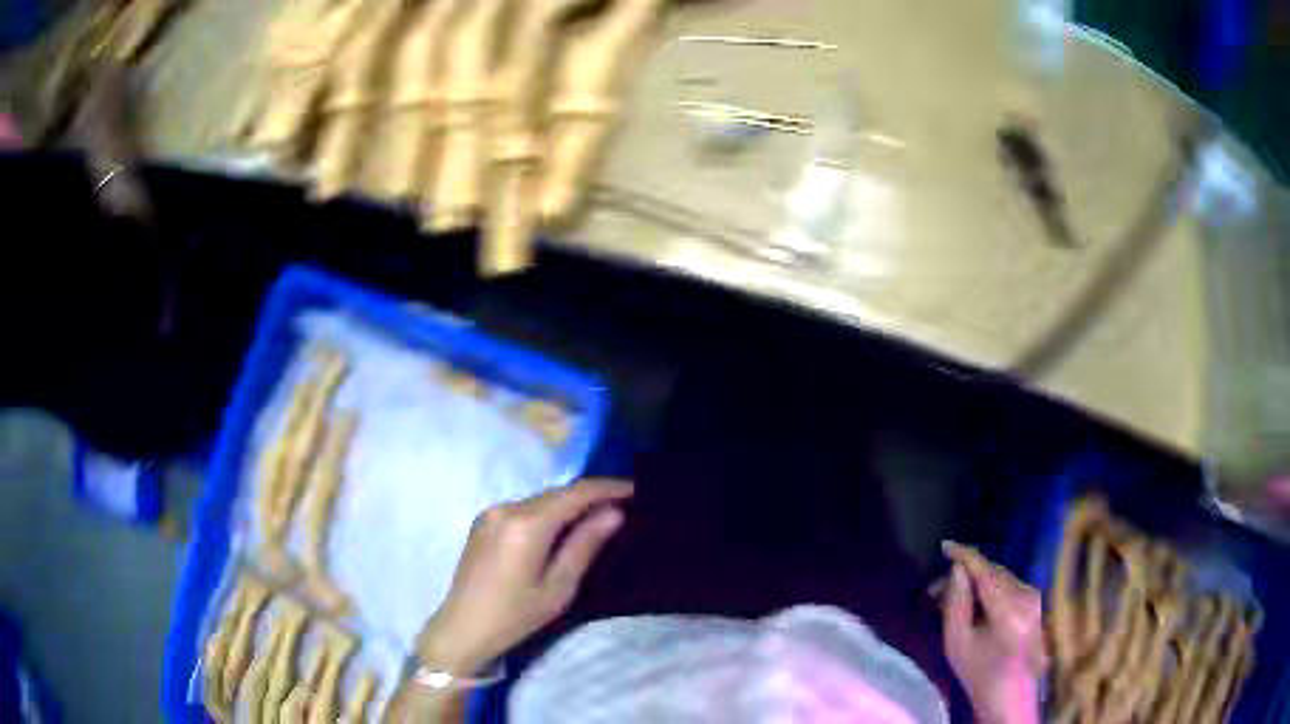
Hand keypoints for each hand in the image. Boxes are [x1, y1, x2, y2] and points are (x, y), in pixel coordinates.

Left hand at [417, 479, 633, 673]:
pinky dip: (548, 512)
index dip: (608, 488)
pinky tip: (561, 527)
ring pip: (541, 499)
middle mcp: (507, 508)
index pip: (576, 493)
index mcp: (526, 524)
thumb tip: (614, 513)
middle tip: (624, 504)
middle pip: (558, 493)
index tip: (636, 489)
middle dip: (591, 495)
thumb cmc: (515, 615)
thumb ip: (584, 545)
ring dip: (569, 503)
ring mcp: (491, 512)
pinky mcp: (483, 521)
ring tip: (598, 515)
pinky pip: (524, 508)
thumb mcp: (558, 587)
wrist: (463, 627)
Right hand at [941, 542, 1045, 723]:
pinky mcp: (1034, 601)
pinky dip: (988, 589)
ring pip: (999, 578)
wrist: (1008, 695)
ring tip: (950, 599)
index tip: (945, 546)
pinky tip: (971, 603)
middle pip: (993, 573)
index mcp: (1009, 609)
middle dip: (966, 575)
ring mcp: (1033, 598)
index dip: (965, 556)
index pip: (986, 572)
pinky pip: (1007, 586)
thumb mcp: (957, 642)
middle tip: (936, 590)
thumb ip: (956, 603)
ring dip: (976, 583)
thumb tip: (957, 570)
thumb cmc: (978, 672)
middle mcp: (1026, 596)